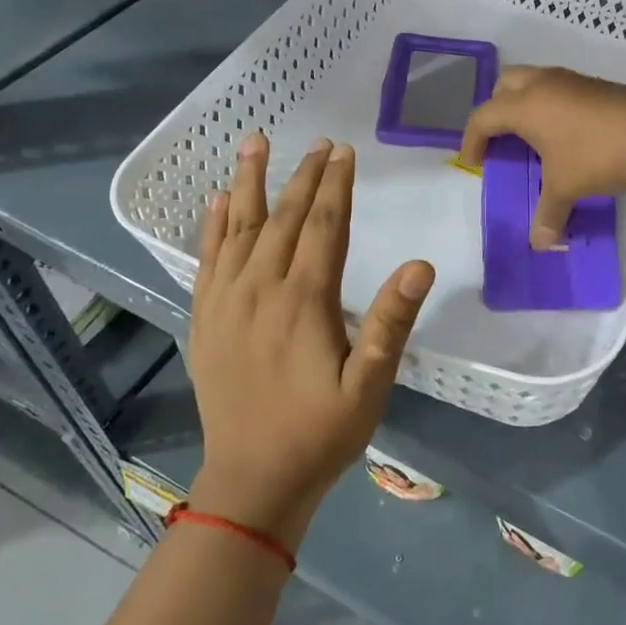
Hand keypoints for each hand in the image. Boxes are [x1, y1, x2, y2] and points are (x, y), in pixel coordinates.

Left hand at [185, 131, 433, 549]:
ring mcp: (225, 303)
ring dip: (248, 183)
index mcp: (303, 301)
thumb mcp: (369, 385)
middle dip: (304, 177)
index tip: (344, 151)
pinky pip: (206, 260)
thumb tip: (420, 265)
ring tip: (253, 143)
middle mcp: (260, 290)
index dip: (336, 186)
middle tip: (318, 143)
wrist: (252, 481)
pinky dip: (212, 227)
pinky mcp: (205, 320)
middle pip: (284, 219)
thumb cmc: (320, 433)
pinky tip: (216, 203)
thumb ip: (391, 323)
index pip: (324, 227)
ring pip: (238, 229)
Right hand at [459, 66, 625, 248]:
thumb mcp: (565, 188)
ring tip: (531, 136)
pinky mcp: (596, 84)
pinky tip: (564, 132)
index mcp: (525, 106)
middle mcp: (543, 84)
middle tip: (500, 137)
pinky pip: (560, 88)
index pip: (484, 117)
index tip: (472, 163)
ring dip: (525, 103)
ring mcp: (572, 80)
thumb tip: (541, 244)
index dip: (472, 140)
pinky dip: (551, 104)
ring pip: (534, 81)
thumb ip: (548, 214)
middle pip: (504, 84)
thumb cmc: (594, 157)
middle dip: (496, 108)